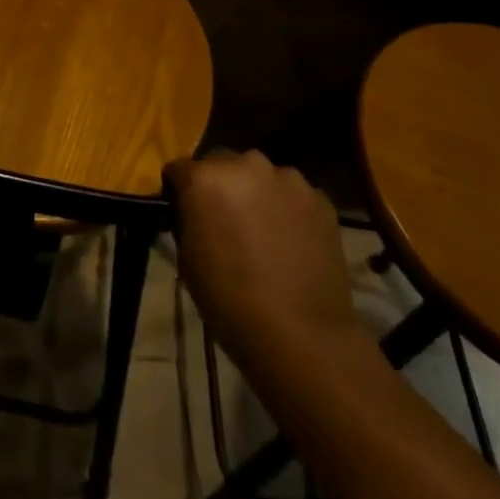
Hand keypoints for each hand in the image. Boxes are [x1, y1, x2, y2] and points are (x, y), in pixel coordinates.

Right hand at [165, 150, 360, 374]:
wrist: (301, 334)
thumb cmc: (230, 300)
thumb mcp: (188, 259)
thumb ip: (189, 220)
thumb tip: (196, 212)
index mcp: (205, 177)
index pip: (179, 169)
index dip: (179, 190)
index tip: (184, 211)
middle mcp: (245, 164)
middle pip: (223, 164)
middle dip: (220, 185)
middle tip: (226, 219)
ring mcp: (287, 178)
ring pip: (261, 176)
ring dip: (256, 193)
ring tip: (264, 230)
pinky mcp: (320, 198)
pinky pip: (293, 195)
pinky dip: (288, 210)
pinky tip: (292, 241)